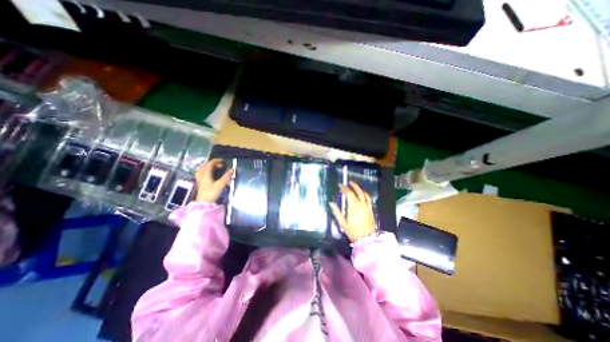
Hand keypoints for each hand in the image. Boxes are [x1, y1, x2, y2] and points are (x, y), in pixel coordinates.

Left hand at [195, 158, 233, 202]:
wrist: (203, 203)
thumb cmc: (212, 193)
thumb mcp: (221, 184)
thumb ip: (226, 176)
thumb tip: (232, 169)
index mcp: (206, 173)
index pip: (210, 163)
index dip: (217, 160)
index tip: (223, 161)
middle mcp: (201, 175)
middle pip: (206, 165)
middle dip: (213, 163)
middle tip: (221, 165)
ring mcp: (200, 179)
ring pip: (203, 169)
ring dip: (209, 167)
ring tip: (215, 168)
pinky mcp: (200, 183)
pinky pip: (202, 173)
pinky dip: (207, 171)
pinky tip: (210, 174)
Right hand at [330, 183, 377, 240]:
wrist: (366, 239)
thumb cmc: (353, 232)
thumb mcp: (342, 223)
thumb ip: (336, 212)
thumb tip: (331, 203)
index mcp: (353, 207)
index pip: (349, 194)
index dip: (344, 188)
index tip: (340, 185)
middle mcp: (361, 205)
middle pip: (357, 192)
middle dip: (352, 186)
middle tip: (347, 183)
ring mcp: (367, 207)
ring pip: (363, 194)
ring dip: (359, 188)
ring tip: (354, 185)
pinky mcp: (371, 210)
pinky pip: (369, 199)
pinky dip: (365, 194)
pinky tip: (362, 193)